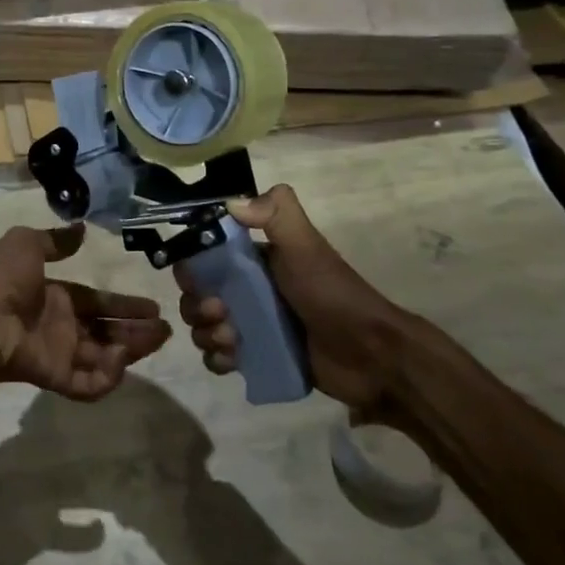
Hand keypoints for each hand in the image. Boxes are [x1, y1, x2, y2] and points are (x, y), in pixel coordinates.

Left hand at [0, 224, 170, 400]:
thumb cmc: (3, 279)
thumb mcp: (25, 244)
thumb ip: (54, 240)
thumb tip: (80, 228)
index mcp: (53, 295)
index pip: (95, 301)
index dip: (122, 303)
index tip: (152, 306)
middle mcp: (59, 325)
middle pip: (104, 330)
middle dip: (134, 329)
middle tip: (165, 329)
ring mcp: (57, 353)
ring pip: (102, 357)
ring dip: (130, 351)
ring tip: (156, 340)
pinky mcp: (54, 377)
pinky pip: (87, 383)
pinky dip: (107, 377)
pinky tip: (121, 360)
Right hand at [172, 185, 421, 415]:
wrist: (371, 354)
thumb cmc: (333, 294)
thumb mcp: (306, 247)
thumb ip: (277, 215)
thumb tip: (231, 203)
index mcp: (253, 261)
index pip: (203, 259)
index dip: (192, 270)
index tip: (198, 281)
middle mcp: (247, 290)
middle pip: (196, 295)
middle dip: (197, 306)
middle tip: (221, 314)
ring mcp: (250, 326)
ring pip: (203, 327)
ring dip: (206, 334)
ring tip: (232, 341)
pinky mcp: (256, 358)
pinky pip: (217, 358)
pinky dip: (217, 359)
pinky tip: (233, 360)